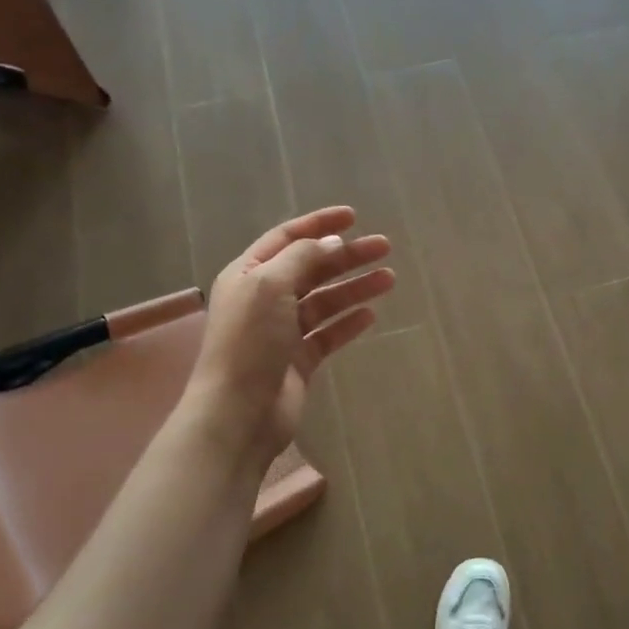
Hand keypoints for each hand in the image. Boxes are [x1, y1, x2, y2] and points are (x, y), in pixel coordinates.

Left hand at [188, 206, 393, 472]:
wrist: (239, 412)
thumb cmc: (249, 341)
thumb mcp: (270, 285)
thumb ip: (303, 258)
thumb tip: (332, 242)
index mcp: (249, 274)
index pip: (287, 238)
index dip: (319, 224)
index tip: (354, 216)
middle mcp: (264, 298)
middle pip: (311, 268)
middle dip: (346, 256)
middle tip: (384, 247)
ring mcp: (282, 331)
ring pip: (325, 301)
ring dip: (354, 287)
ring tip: (389, 278)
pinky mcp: (299, 360)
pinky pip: (328, 334)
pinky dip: (348, 323)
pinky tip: (371, 315)